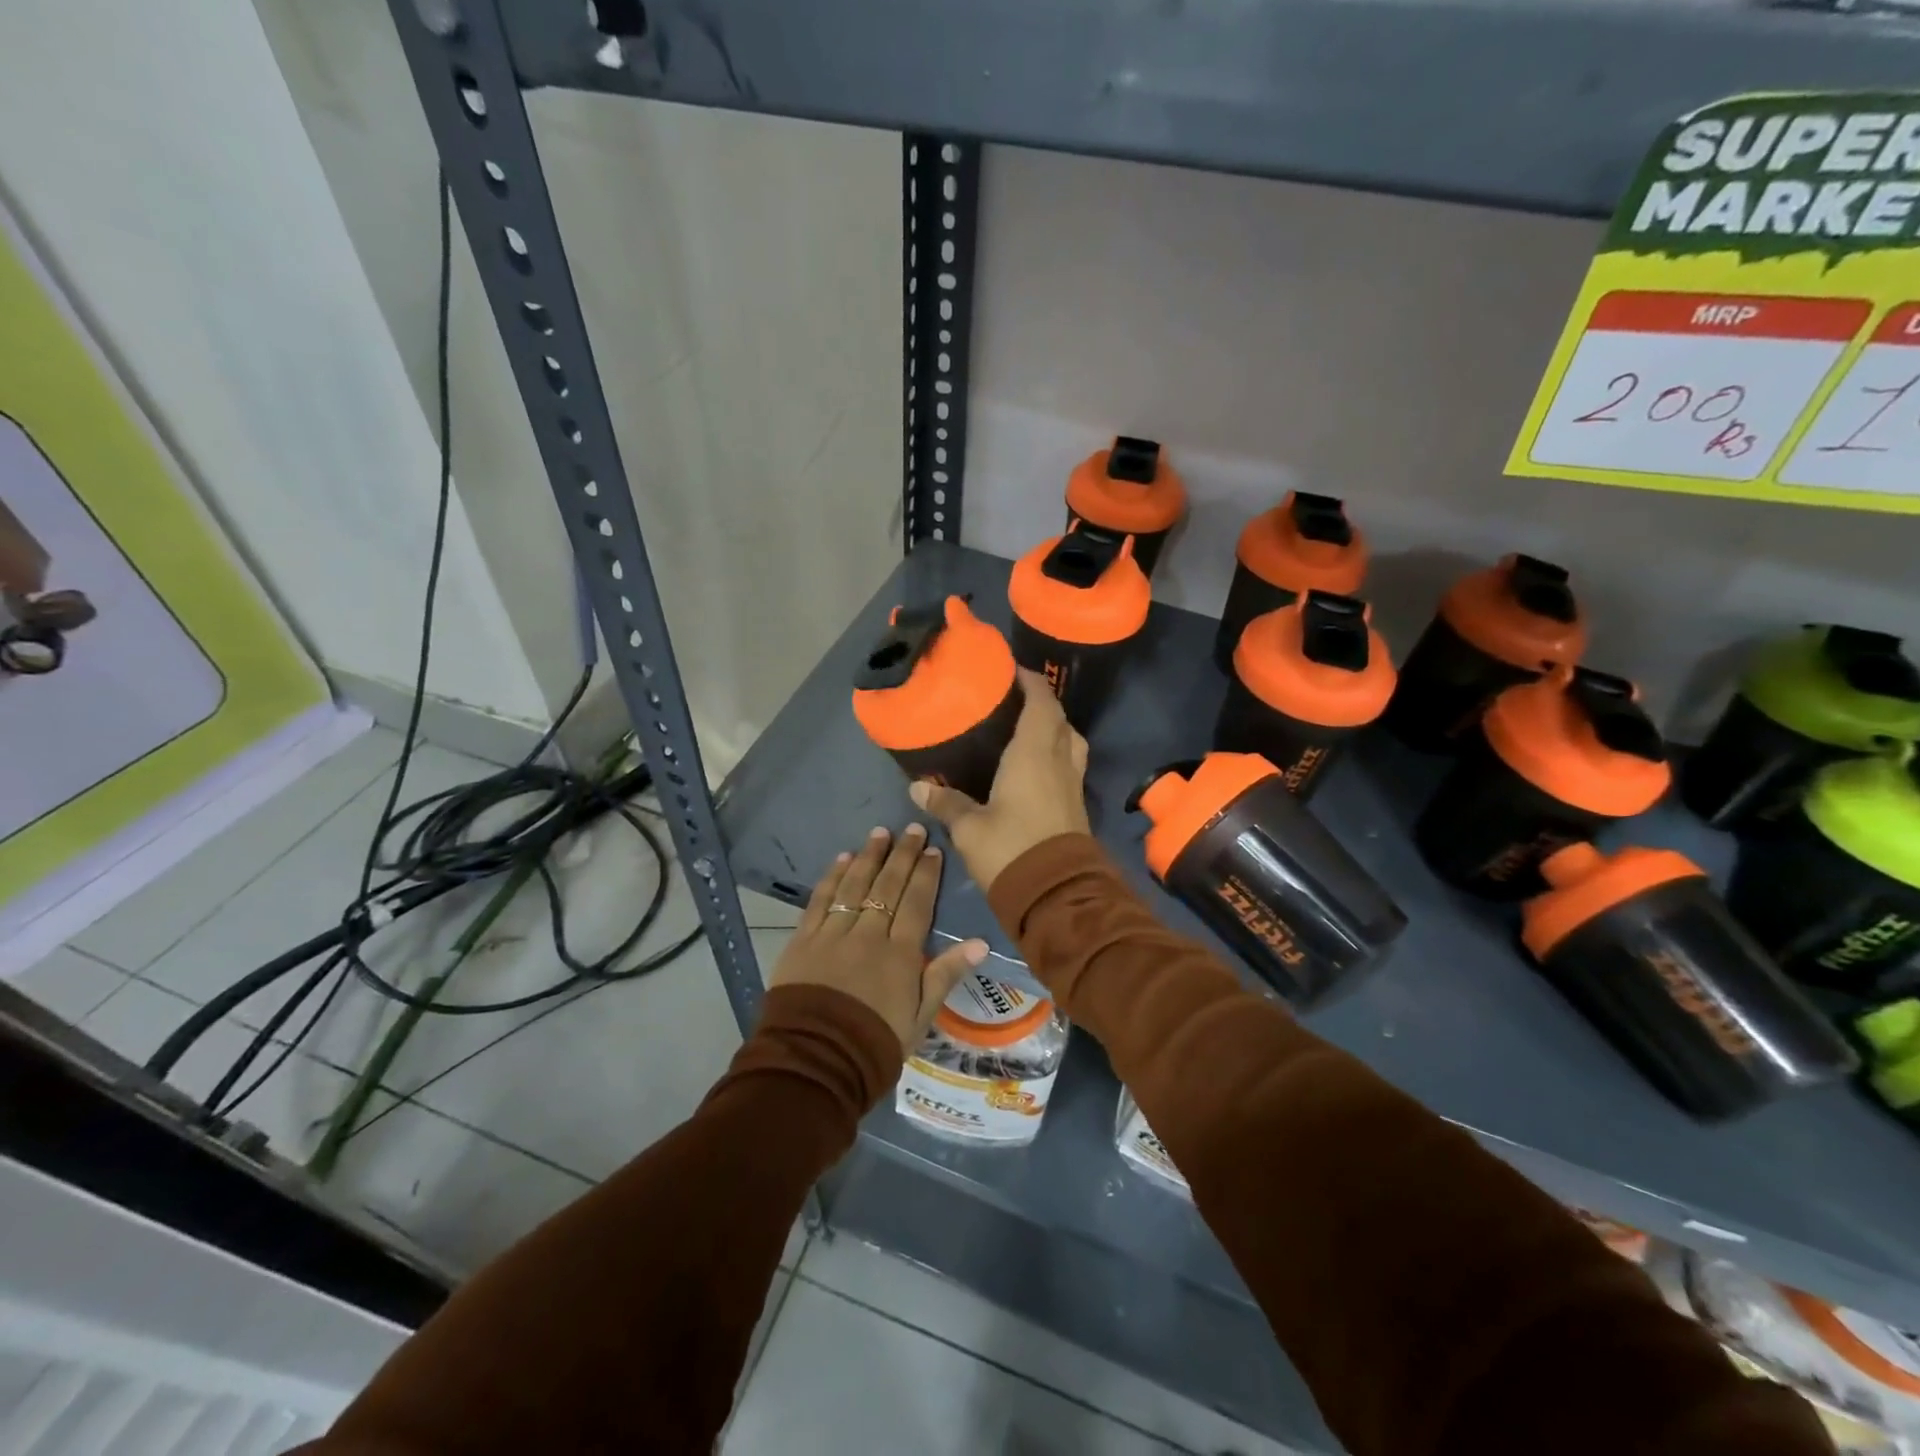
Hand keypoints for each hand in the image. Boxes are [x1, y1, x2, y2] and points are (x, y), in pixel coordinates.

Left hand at [770, 823, 988, 1051]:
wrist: (815, 1062)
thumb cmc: (875, 1044)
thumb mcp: (920, 1017)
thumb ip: (945, 975)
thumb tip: (980, 942)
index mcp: (900, 954)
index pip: (917, 903)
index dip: (926, 874)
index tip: (933, 849)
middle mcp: (868, 935)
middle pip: (888, 886)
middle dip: (902, 855)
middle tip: (912, 829)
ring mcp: (833, 934)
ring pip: (854, 886)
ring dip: (868, 857)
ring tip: (879, 833)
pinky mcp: (803, 940)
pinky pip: (820, 901)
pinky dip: (832, 878)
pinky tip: (842, 859)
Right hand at [910, 668, 1090, 892]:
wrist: (1057, 895)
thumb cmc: (1011, 850)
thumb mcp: (970, 828)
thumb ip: (947, 803)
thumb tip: (918, 787)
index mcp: (1034, 754)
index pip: (1041, 704)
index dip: (1031, 682)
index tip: (1013, 671)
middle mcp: (1059, 761)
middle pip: (1059, 719)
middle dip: (1042, 702)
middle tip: (1014, 698)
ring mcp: (1072, 783)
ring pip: (1071, 741)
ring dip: (1056, 727)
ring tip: (1029, 727)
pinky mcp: (1076, 805)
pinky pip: (1070, 764)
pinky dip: (1057, 752)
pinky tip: (1036, 764)